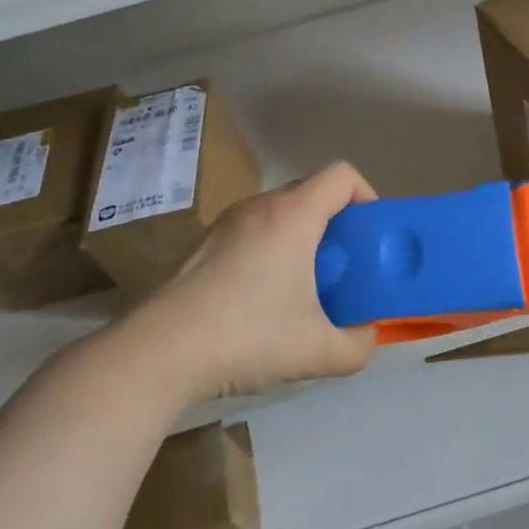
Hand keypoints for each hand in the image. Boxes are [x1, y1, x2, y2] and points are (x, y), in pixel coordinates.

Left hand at [135, 162, 378, 400]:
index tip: (369, 236)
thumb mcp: (319, 352)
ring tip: (302, 283)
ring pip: (279, 212)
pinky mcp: (201, 245)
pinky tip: (260, 297)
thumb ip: (358, 346)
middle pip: (311, 191)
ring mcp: (224, 223)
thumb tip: (364, 336)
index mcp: (293, 216)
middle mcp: (259, 207)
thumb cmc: (248, 338)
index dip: (367, 196)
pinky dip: (270, 249)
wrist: (159, 352)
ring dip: (301, 236)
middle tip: (343, 265)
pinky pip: (251, 231)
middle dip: (336, 221)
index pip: (342, 175)